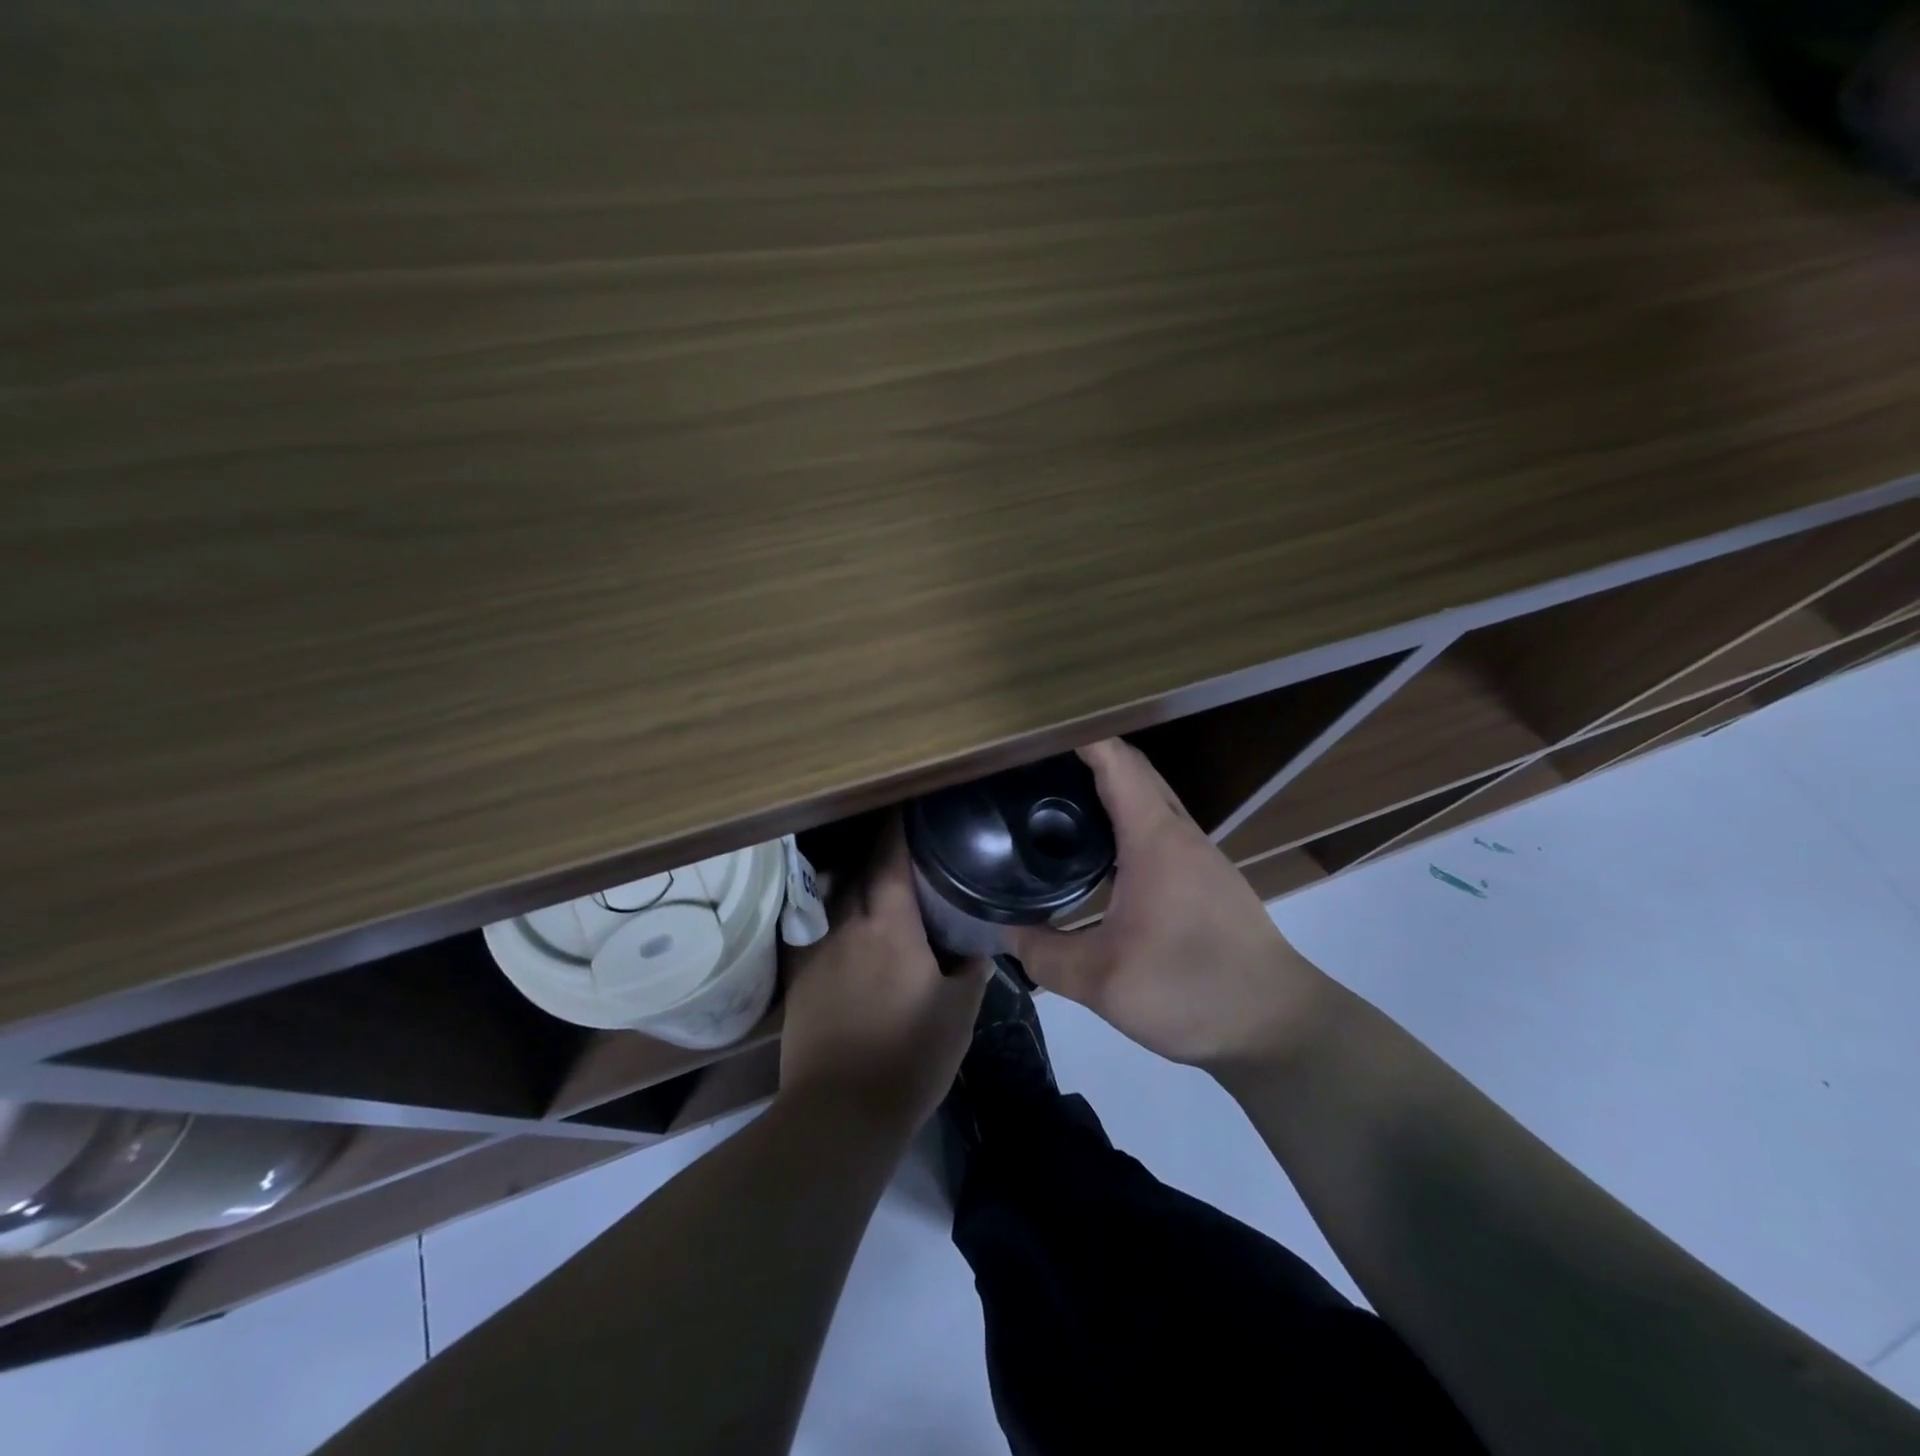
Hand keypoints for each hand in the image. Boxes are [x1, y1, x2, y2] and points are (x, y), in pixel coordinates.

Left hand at [778, 817, 988, 1135]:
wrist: (840, 1112)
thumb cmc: (910, 1057)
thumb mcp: (959, 1014)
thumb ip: (971, 970)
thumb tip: (979, 947)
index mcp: (890, 926)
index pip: (890, 860)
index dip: (897, 829)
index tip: (905, 807)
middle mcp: (848, 925)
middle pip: (857, 870)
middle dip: (874, 850)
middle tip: (895, 843)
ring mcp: (817, 950)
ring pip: (831, 896)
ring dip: (849, 878)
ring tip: (867, 875)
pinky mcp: (798, 978)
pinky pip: (813, 928)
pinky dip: (827, 913)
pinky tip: (838, 921)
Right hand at [1007, 739, 1332, 1072]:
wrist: (1277, 1026)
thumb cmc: (1191, 989)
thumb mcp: (1103, 982)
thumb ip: (1045, 956)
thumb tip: (1005, 934)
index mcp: (1155, 839)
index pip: (1116, 762)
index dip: (1079, 737)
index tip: (1036, 733)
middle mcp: (1180, 834)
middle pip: (1135, 772)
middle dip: (1089, 756)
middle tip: (1036, 766)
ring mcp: (1200, 856)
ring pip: (1151, 800)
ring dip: (1111, 788)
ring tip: (1059, 801)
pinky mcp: (1208, 880)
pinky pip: (1160, 828)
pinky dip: (1127, 819)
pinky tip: (1101, 852)